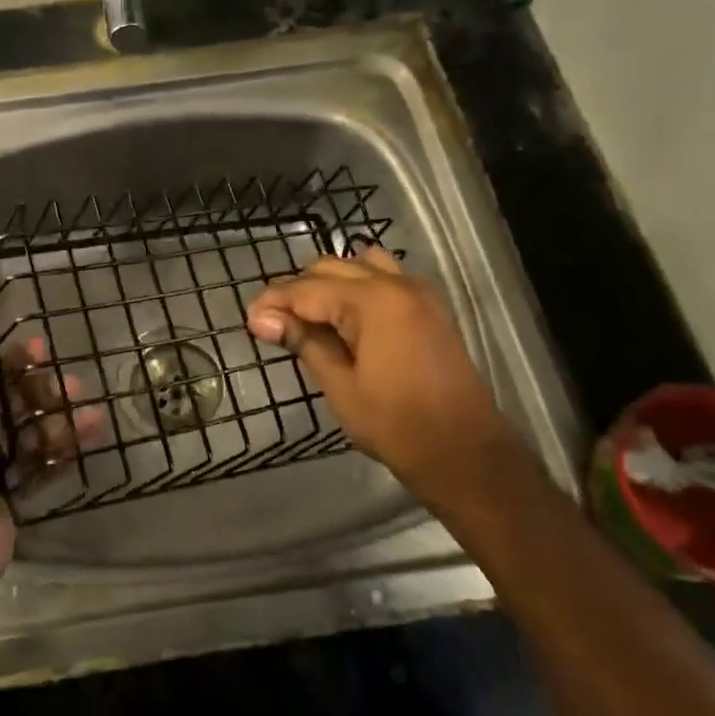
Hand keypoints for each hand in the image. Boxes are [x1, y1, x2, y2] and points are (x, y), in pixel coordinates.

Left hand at [0, 304, 95, 598]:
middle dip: (44, 392)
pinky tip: (89, 440)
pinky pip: (41, 464)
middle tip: (76, 386)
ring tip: (91, 416)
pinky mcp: (11, 491)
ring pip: (32, 433)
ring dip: (60, 422)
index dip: (14, 359)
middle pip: (13, 402)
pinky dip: (62, 452)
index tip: (44, 348)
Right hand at [246, 248, 510, 495]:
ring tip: (310, 318)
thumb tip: (264, 319)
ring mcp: (418, 292)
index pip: (308, 289)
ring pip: (360, 265)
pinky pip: (385, 278)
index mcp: (373, 301)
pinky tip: (345, 319)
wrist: (464, 451)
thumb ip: (304, 342)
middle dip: (298, 291)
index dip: (274, 302)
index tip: (250, 321)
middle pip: (332, 267)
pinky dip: (358, 287)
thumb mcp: (340, 385)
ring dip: (330, 283)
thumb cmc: (396, 424)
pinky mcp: (429, 307)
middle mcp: (397, 284)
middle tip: (275, 324)